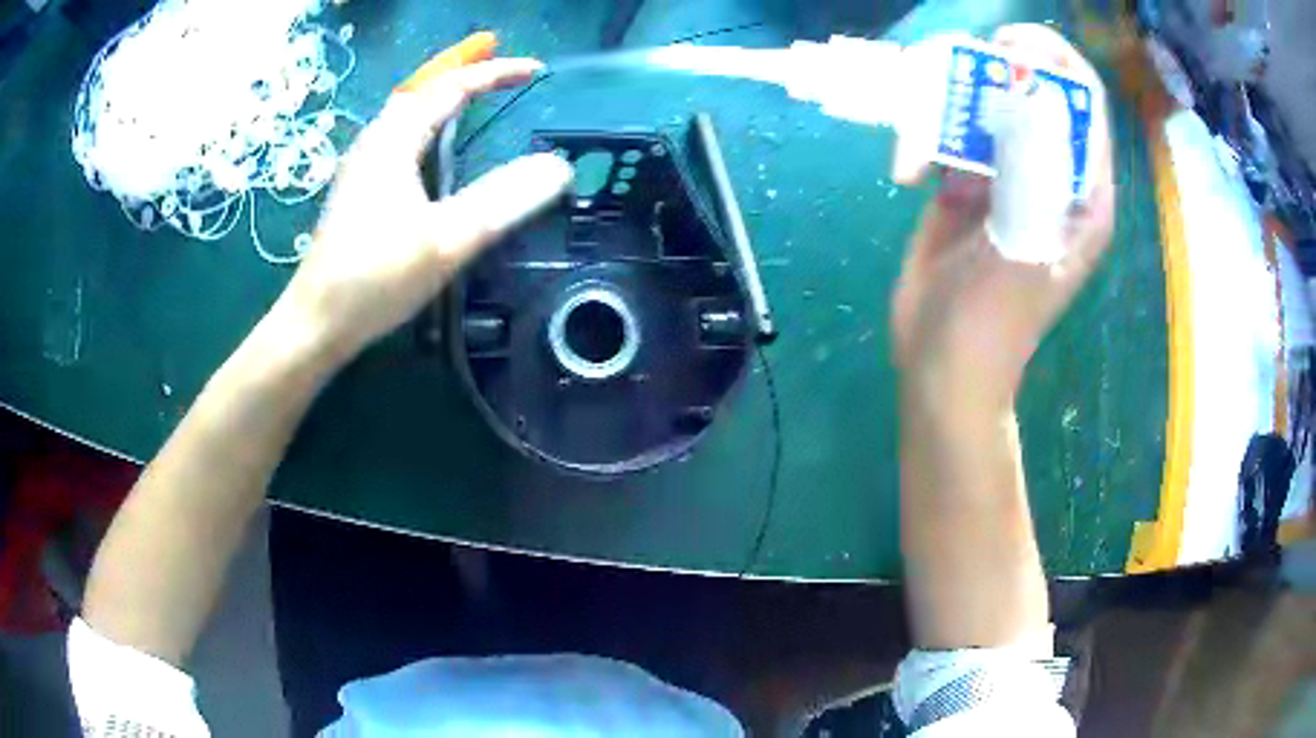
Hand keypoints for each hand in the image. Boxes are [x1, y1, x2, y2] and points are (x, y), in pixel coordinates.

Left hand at [277, 58, 573, 361]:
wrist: (317, 323)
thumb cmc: (375, 278)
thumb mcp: (447, 239)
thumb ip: (503, 200)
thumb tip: (559, 167)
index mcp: (395, 141)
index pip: (451, 87)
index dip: (495, 73)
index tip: (537, 71)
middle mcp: (375, 143)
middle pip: (424, 93)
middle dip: (466, 76)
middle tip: (504, 76)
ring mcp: (362, 168)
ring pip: (408, 115)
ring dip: (443, 100)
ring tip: (476, 100)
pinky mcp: (358, 192)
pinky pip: (399, 140)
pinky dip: (428, 128)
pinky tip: (434, 151)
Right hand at [890, 24, 1114, 410]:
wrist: (940, 364)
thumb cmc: (991, 324)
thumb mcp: (1021, 252)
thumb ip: (1034, 175)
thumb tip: (1036, 91)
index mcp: (1083, 191)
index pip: (1084, 102)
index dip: (1053, 61)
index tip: (1006, 47)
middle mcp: (1050, 173)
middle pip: (1029, 89)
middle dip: (989, 70)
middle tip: (945, 71)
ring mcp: (1007, 174)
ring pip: (984, 104)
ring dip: (946, 101)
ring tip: (917, 136)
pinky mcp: (966, 182)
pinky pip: (948, 132)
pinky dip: (923, 136)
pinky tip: (907, 173)